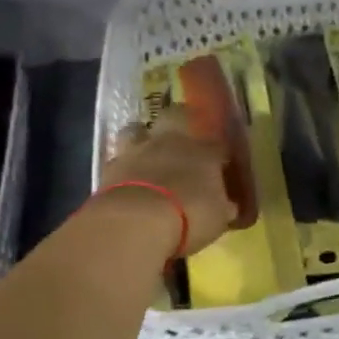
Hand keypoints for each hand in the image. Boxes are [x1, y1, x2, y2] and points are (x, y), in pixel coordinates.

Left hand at [101, 106, 235, 257]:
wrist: (136, 221)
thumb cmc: (190, 216)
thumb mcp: (218, 218)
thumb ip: (222, 206)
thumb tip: (228, 205)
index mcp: (204, 151)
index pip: (217, 143)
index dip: (219, 152)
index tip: (221, 164)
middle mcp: (171, 141)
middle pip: (175, 116)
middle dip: (179, 122)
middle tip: (181, 141)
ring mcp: (137, 150)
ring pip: (137, 129)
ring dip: (141, 138)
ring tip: (146, 154)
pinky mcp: (110, 166)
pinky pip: (118, 158)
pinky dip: (123, 166)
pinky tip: (126, 178)